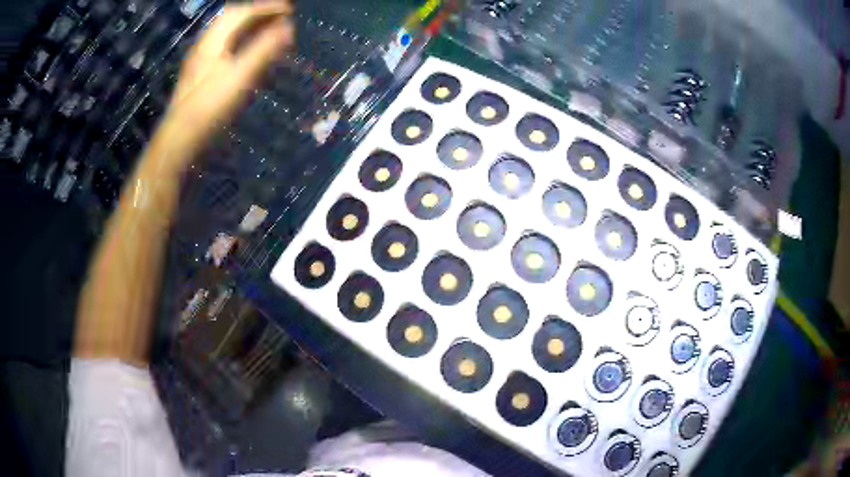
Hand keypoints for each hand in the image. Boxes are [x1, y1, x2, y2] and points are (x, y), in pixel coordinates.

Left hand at [162, 1, 293, 157]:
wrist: (179, 140)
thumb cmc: (209, 108)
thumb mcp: (239, 77)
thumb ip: (264, 50)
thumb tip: (288, 27)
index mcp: (213, 41)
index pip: (242, 12)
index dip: (267, 7)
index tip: (290, 8)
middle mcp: (205, 45)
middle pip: (232, 18)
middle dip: (258, 12)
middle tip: (281, 15)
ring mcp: (200, 60)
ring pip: (227, 33)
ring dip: (249, 26)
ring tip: (269, 28)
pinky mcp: (200, 75)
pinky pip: (224, 46)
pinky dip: (241, 40)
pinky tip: (248, 50)